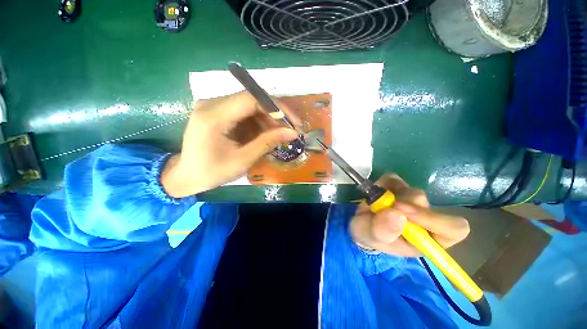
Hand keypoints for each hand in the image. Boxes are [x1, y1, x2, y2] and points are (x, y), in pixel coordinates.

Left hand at [161, 91, 297, 197]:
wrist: (187, 175)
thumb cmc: (212, 172)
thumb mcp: (243, 160)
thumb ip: (267, 143)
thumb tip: (292, 132)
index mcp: (213, 115)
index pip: (251, 98)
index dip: (277, 108)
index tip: (293, 122)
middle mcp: (212, 103)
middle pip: (252, 99)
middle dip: (275, 115)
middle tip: (289, 131)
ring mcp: (214, 106)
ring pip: (250, 105)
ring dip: (268, 120)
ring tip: (279, 136)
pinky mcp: (218, 111)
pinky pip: (244, 112)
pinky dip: (258, 123)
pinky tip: (265, 135)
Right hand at [349, 174, 469, 256]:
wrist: (361, 223)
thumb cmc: (370, 235)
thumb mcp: (373, 237)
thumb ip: (384, 230)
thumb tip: (398, 214)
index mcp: (427, 238)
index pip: (453, 229)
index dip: (433, 219)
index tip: (404, 212)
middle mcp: (425, 218)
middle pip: (424, 202)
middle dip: (401, 203)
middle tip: (383, 206)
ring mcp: (413, 200)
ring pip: (409, 190)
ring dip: (390, 195)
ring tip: (376, 204)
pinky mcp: (400, 187)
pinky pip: (394, 179)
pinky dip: (383, 184)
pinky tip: (377, 194)